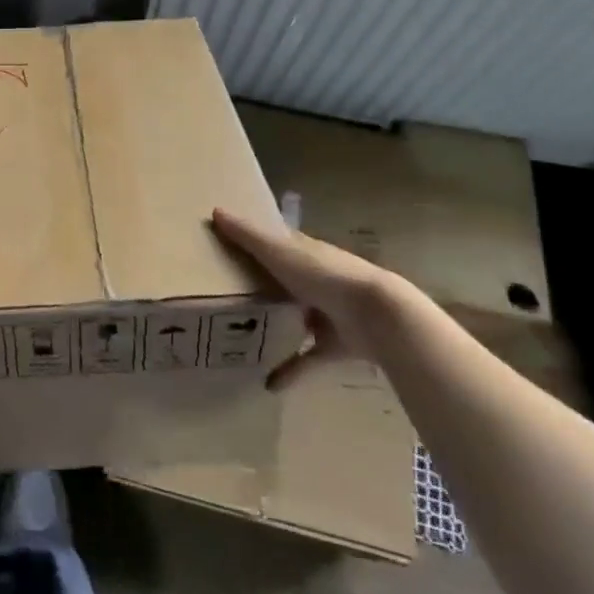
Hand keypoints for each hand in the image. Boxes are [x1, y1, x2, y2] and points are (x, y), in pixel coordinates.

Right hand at [210, 207, 393, 390]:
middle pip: (285, 280)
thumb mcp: (279, 251)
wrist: (377, 315)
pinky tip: (269, 383)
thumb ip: (248, 236)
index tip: (230, 244)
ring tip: (244, 336)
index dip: (257, 241)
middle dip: (263, 286)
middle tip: (227, 294)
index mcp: (304, 252)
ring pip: (297, 318)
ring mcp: (328, 313)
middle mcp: (316, 279)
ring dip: (278, 326)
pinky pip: (308, 359)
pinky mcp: (335, 345)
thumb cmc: (324, 274)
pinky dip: (291, 371)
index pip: (278, 242)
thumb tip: (215, 211)